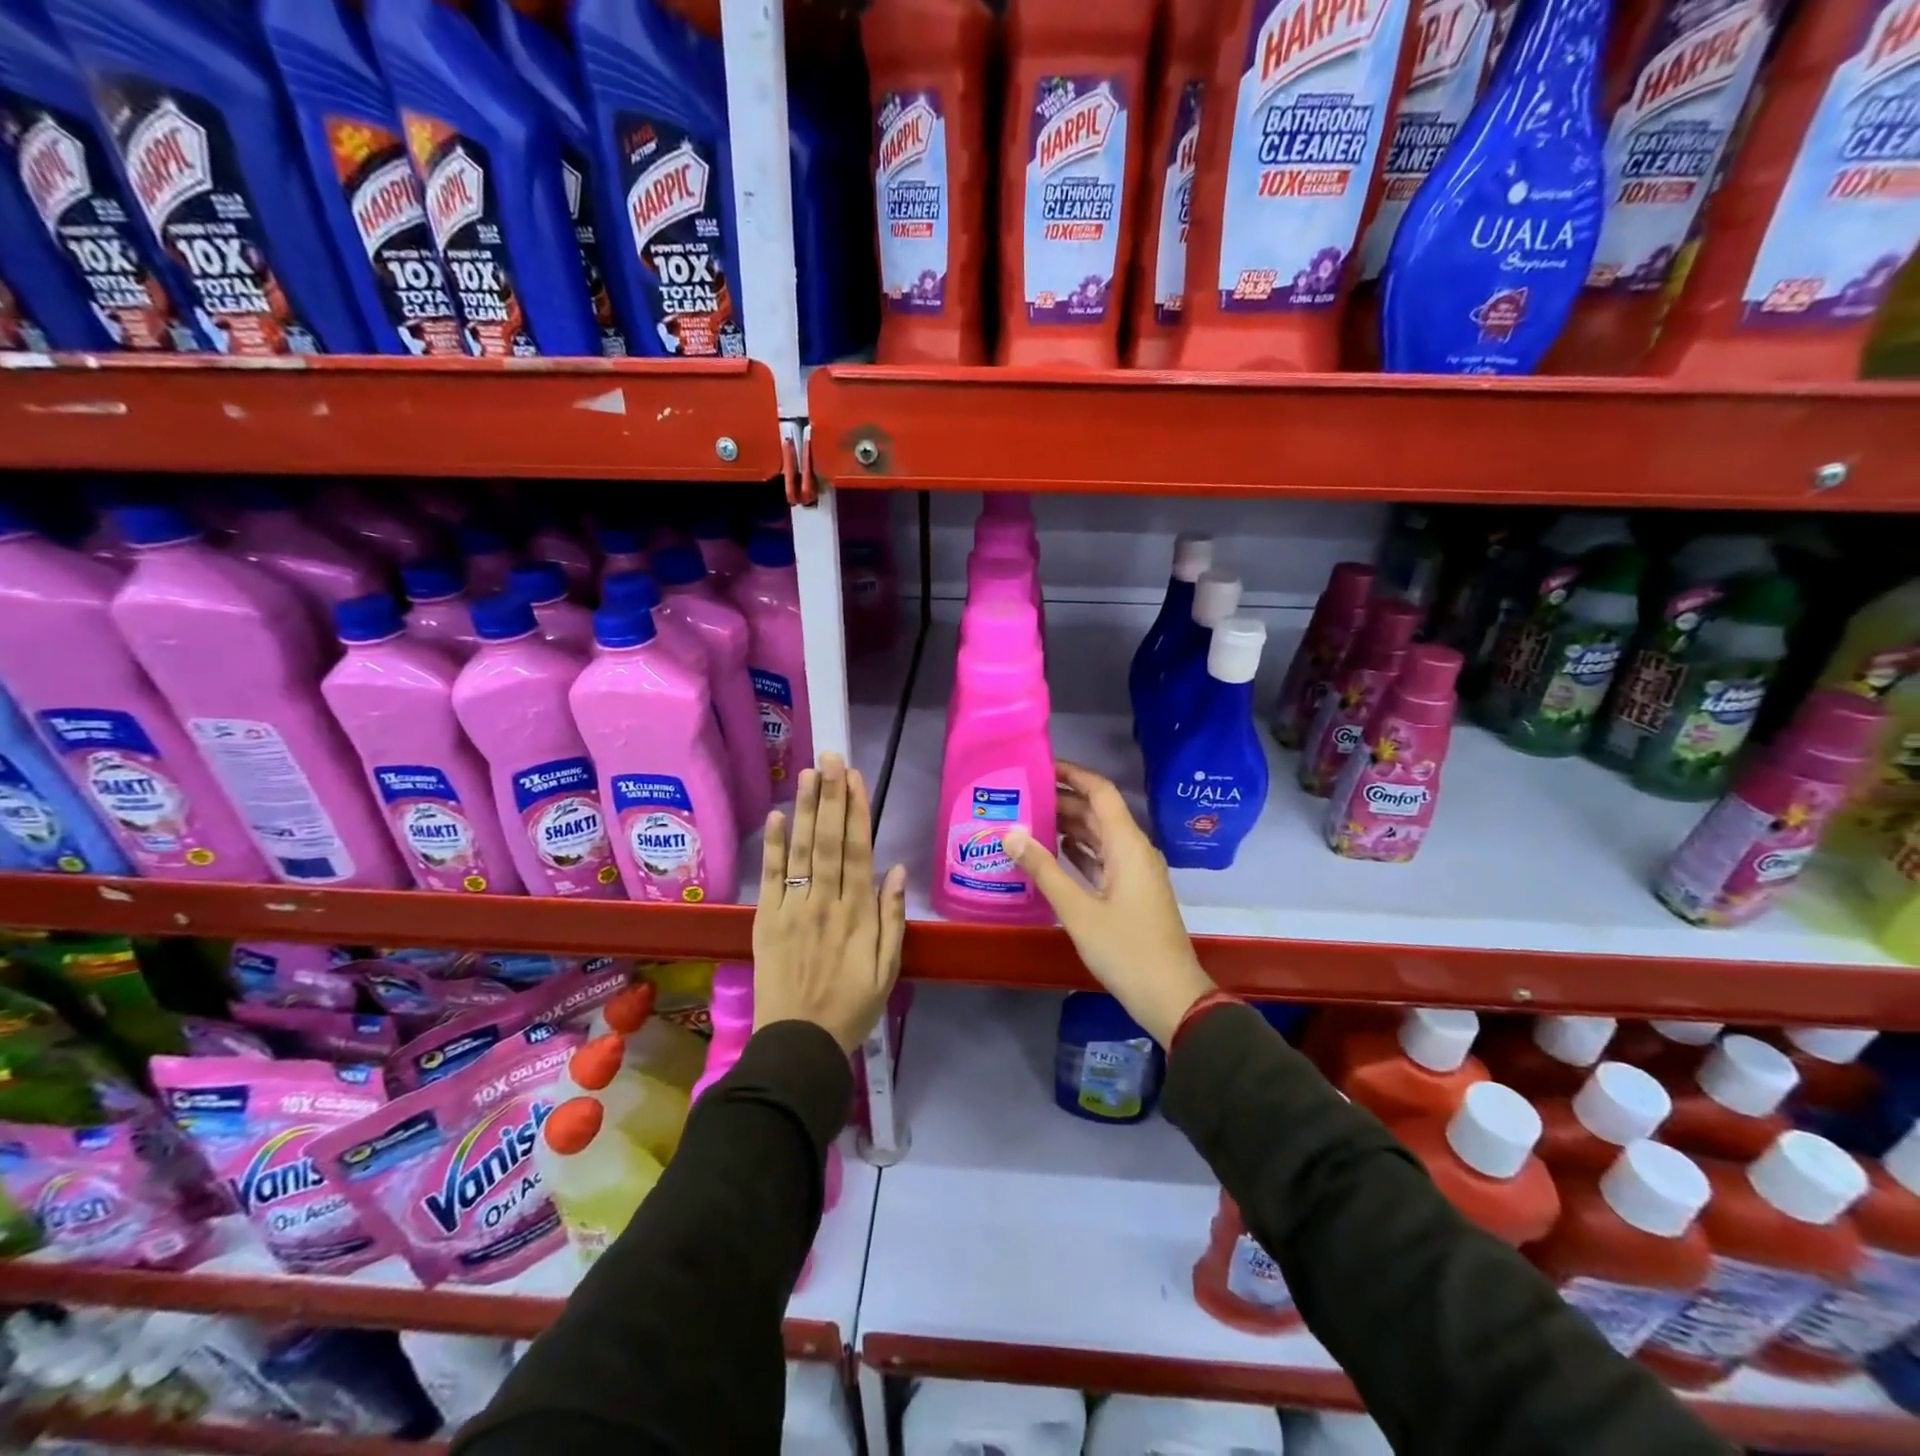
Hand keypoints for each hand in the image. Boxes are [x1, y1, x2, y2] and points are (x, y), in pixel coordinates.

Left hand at [752, 752, 907, 1053]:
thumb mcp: (888, 969)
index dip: (856, 811)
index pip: (857, 850)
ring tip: (808, 773)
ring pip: (801, 850)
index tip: (855, 778)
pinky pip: (770, 877)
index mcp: (858, 913)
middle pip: (828, 840)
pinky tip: (775, 816)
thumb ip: (892, 918)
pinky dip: (773, 846)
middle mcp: (825, 902)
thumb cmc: (852, 1007)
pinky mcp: (767, 919)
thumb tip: (896, 870)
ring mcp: (793, 908)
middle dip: (831, 796)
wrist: (799, 1043)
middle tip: (830, 757)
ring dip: (805, 809)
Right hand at [1005, 761, 1214, 1046]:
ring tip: (1028, 819)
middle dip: (1062, 800)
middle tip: (1021, 796)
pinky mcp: (1132, 892)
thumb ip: (1043, 869)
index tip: (1039, 767)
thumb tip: (1010, 833)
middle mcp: (1134, 850)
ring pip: (1099, 836)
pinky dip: (1079, 851)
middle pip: (1098, 812)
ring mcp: (1135, 872)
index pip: (1101, 792)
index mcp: (1127, 845)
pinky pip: (1102, 858)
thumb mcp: (1078, 910)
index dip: (1073, 774)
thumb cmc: (1126, 949)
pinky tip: (1052, 851)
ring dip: (1068, 825)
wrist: (1171, 996)